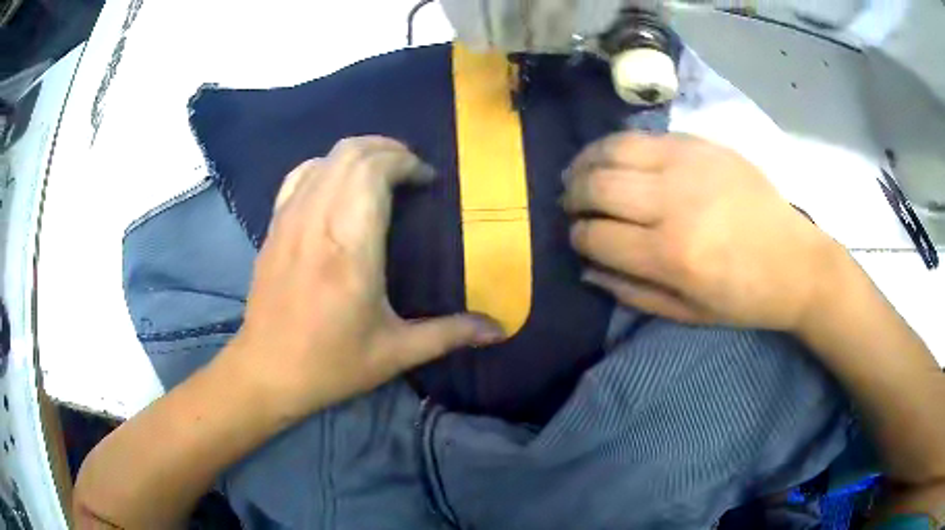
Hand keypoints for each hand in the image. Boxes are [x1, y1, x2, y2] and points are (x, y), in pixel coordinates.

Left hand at [224, 137, 503, 420]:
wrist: (266, 371)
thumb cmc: (331, 364)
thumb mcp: (395, 353)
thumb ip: (450, 334)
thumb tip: (499, 329)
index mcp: (351, 250)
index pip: (375, 173)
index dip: (406, 163)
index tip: (428, 180)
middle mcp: (317, 222)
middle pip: (352, 154)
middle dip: (389, 150)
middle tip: (412, 170)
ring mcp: (290, 219)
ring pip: (326, 158)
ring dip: (360, 154)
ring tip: (383, 171)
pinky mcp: (274, 225)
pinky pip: (300, 175)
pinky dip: (326, 166)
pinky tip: (339, 183)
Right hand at [563, 133, 841, 331]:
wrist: (796, 261)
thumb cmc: (744, 298)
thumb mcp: (688, 314)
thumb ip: (631, 292)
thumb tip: (586, 268)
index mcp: (672, 255)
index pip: (597, 236)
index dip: (578, 237)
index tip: (578, 238)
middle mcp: (675, 202)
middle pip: (597, 185)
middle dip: (572, 196)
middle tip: (571, 204)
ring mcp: (689, 165)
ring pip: (614, 149)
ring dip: (586, 162)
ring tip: (580, 173)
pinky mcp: (702, 144)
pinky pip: (644, 136)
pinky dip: (617, 145)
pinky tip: (613, 156)